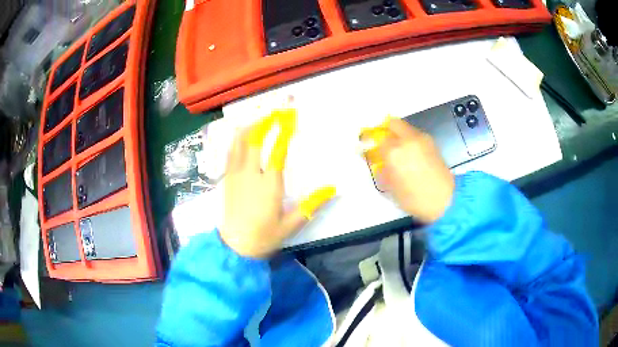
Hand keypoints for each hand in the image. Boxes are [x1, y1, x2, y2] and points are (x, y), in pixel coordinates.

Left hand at [220, 109, 335, 257]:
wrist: (235, 246)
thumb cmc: (264, 236)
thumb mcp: (292, 224)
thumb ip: (312, 205)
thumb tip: (333, 189)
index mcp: (269, 185)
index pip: (277, 151)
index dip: (284, 131)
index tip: (290, 117)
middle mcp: (250, 175)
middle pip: (255, 139)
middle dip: (265, 122)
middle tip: (275, 111)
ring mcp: (235, 175)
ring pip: (239, 142)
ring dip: (249, 126)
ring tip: (260, 117)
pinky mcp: (227, 178)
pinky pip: (230, 152)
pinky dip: (236, 139)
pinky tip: (242, 134)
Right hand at [362, 118, 454, 223]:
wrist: (444, 201)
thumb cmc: (413, 198)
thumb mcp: (391, 187)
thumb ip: (382, 170)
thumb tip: (377, 161)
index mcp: (394, 152)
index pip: (377, 138)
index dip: (371, 142)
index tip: (368, 146)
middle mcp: (408, 140)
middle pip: (393, 123)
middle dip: (386, 130)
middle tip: (384, 142)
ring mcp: (422, 140)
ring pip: (406, 129)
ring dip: (400, 135)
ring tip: (400, 151)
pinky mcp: (433, 144)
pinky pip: (416, 136)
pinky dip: (411, 140)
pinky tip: (412, 155)